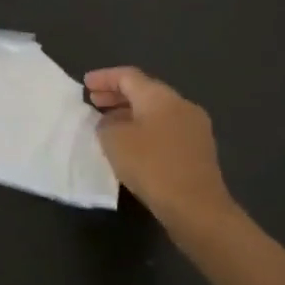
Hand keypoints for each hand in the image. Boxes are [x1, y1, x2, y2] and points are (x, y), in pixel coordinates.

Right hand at [85, 67, 236, 239]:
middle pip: (144, 91)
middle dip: (117, 95)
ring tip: (108, 125)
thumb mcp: (114, 141)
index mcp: (160, 96)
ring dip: (130, 114)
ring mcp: (194, 127)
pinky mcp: (199, 150)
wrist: (197, 208)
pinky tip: (133, 146)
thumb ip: (106, 124)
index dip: (104, 77)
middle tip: (94, 102)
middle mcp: (181, 104)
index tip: (85, 84)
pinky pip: (166, 130)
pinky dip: (145, 130)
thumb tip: (111, 123)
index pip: (128, 76)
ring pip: (156, 112)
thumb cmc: (152, 166)